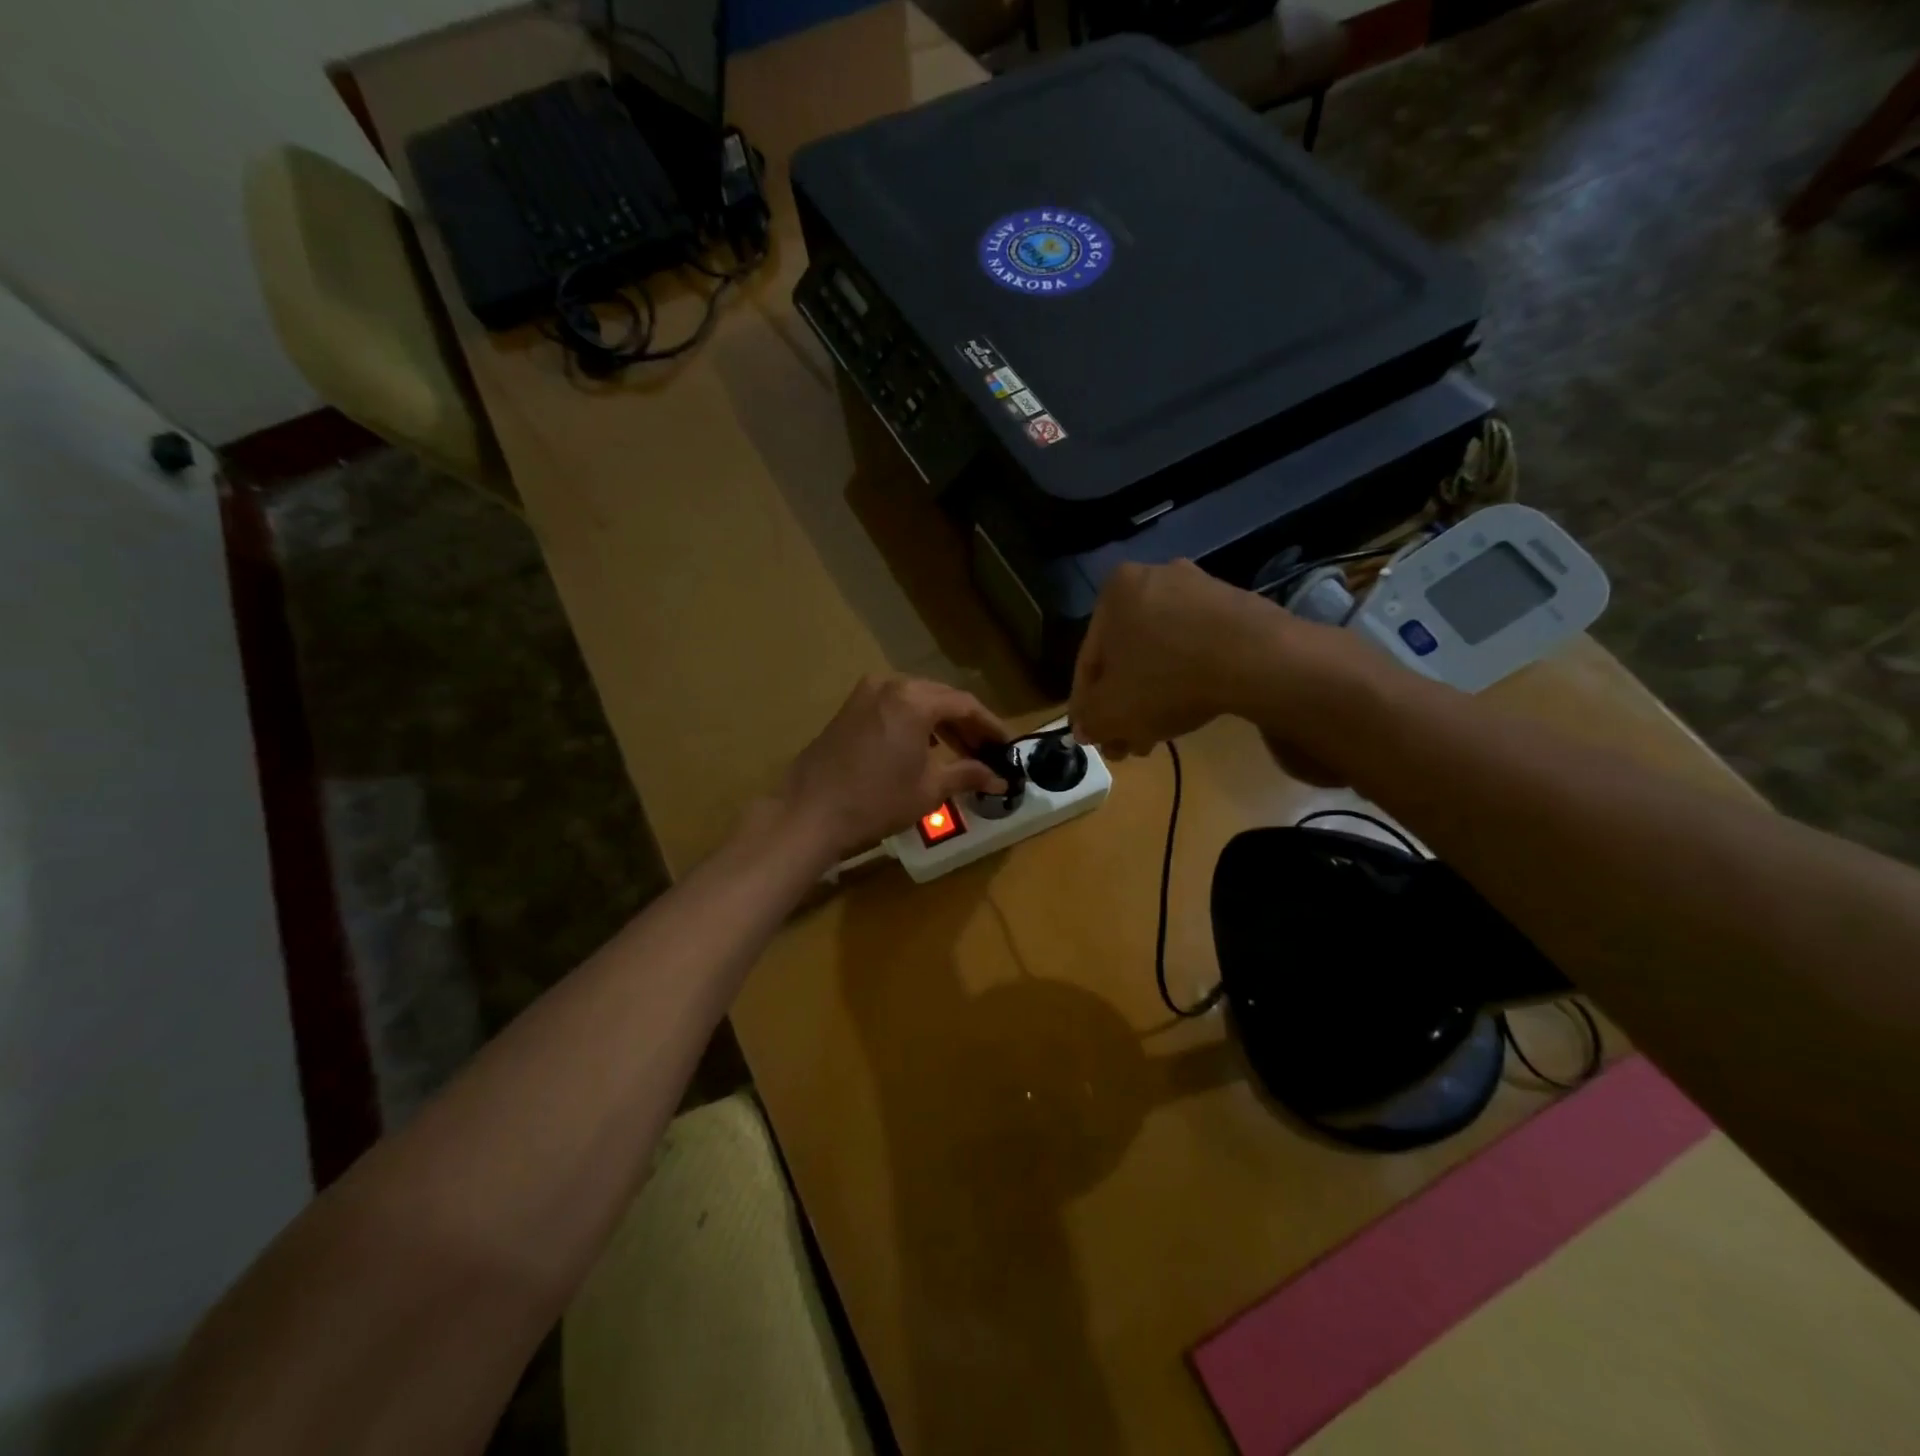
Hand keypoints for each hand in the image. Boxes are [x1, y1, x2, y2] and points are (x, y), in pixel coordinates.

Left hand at [777, 675, 1009, 860]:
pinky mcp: (848, 709)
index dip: (990, 726)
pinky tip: (924, 749)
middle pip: (940, 698)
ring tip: (959, 753)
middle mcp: (890, 685)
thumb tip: (999, 778)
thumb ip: (967, 775)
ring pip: (915, 701)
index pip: (965, 705)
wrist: (809, 814)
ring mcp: (865, 694)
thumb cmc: (875, 802)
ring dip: (940, 724)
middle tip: (986, 752)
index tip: (1006, 746)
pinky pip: (893, 707)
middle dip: (966, 724)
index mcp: (914, 699)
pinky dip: (914, 723)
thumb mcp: (929, 790)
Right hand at [1069, 561, 1362, 783]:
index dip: (1087, 705)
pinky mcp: (1236, 606)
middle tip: (1128, 743)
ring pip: (1162, 653)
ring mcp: (1200, 588)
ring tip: (1158, 736)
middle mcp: (1155, 577)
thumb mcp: (1111, 712)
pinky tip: (1190, 710)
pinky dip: (1187, 679)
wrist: (1259, 661)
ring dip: (1153, 696)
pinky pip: (1196, 647)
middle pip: (1128, 655)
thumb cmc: (1167, 680)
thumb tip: (1085, 728)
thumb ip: (1089, 720)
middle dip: (1125, 704)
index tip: (1094, 736)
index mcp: (1115, 591)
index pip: (1089, 659)